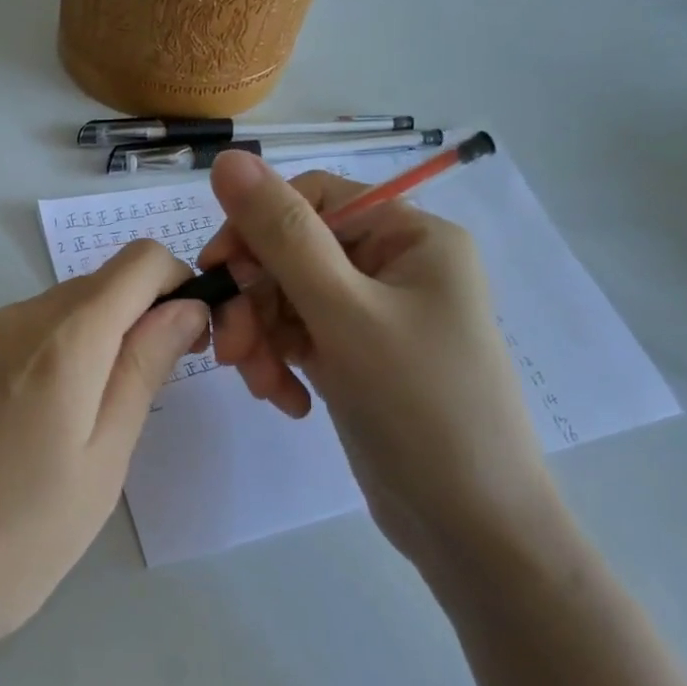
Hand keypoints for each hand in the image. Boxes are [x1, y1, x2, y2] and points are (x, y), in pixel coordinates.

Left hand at [0, 240, 207, 669]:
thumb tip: (185, 307)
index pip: (138, 262)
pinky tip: (17, 431)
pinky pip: (5, 338)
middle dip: (131, 321)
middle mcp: (8, 318)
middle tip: (133, 400)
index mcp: (61, 338)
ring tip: (69, 429)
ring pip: (48, 314)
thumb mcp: (103, 460)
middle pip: (92, 287)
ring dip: (81, 344)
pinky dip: (36, 359)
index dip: (175, 285)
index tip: (182, 342)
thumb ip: (144, 369)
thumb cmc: (19, 540)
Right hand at [197, 151, 566, 569]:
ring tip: (264, 387)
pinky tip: (288, 402)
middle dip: (256, 303)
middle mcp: (393, 267)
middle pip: (292, 256)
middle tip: (231, 352)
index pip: (310, 201)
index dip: (256, 229)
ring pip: (286, 301)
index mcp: (410, 237)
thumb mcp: (344, 312)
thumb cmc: (420, 406)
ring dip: (263, 340)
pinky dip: (282, 364)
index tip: (217, 272)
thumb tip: (228, 159)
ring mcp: (374, 316)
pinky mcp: (357, 357)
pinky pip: (299, 339)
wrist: (469, 526)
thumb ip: (282, 234)